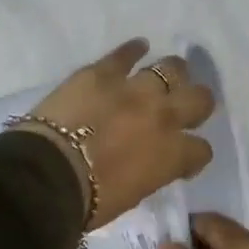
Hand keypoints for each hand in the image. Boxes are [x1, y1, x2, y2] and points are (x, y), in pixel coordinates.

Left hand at [20, 39, 215, 230]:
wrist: (47, 175)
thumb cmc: (89, 200)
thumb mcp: (133, 195)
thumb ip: (151, 172)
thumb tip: (149, 162)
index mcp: (172, 154)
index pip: (201, 150)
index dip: (193, 155)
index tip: (182, 159)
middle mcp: (164, 115)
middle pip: (200, 99)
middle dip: (195, 105)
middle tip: (183, 109)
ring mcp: (134, 89)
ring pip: (171, 68)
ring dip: (173, 73)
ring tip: (166, 76)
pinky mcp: (102, 73)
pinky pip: (125, 54)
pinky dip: (133, 50)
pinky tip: (138, 48)